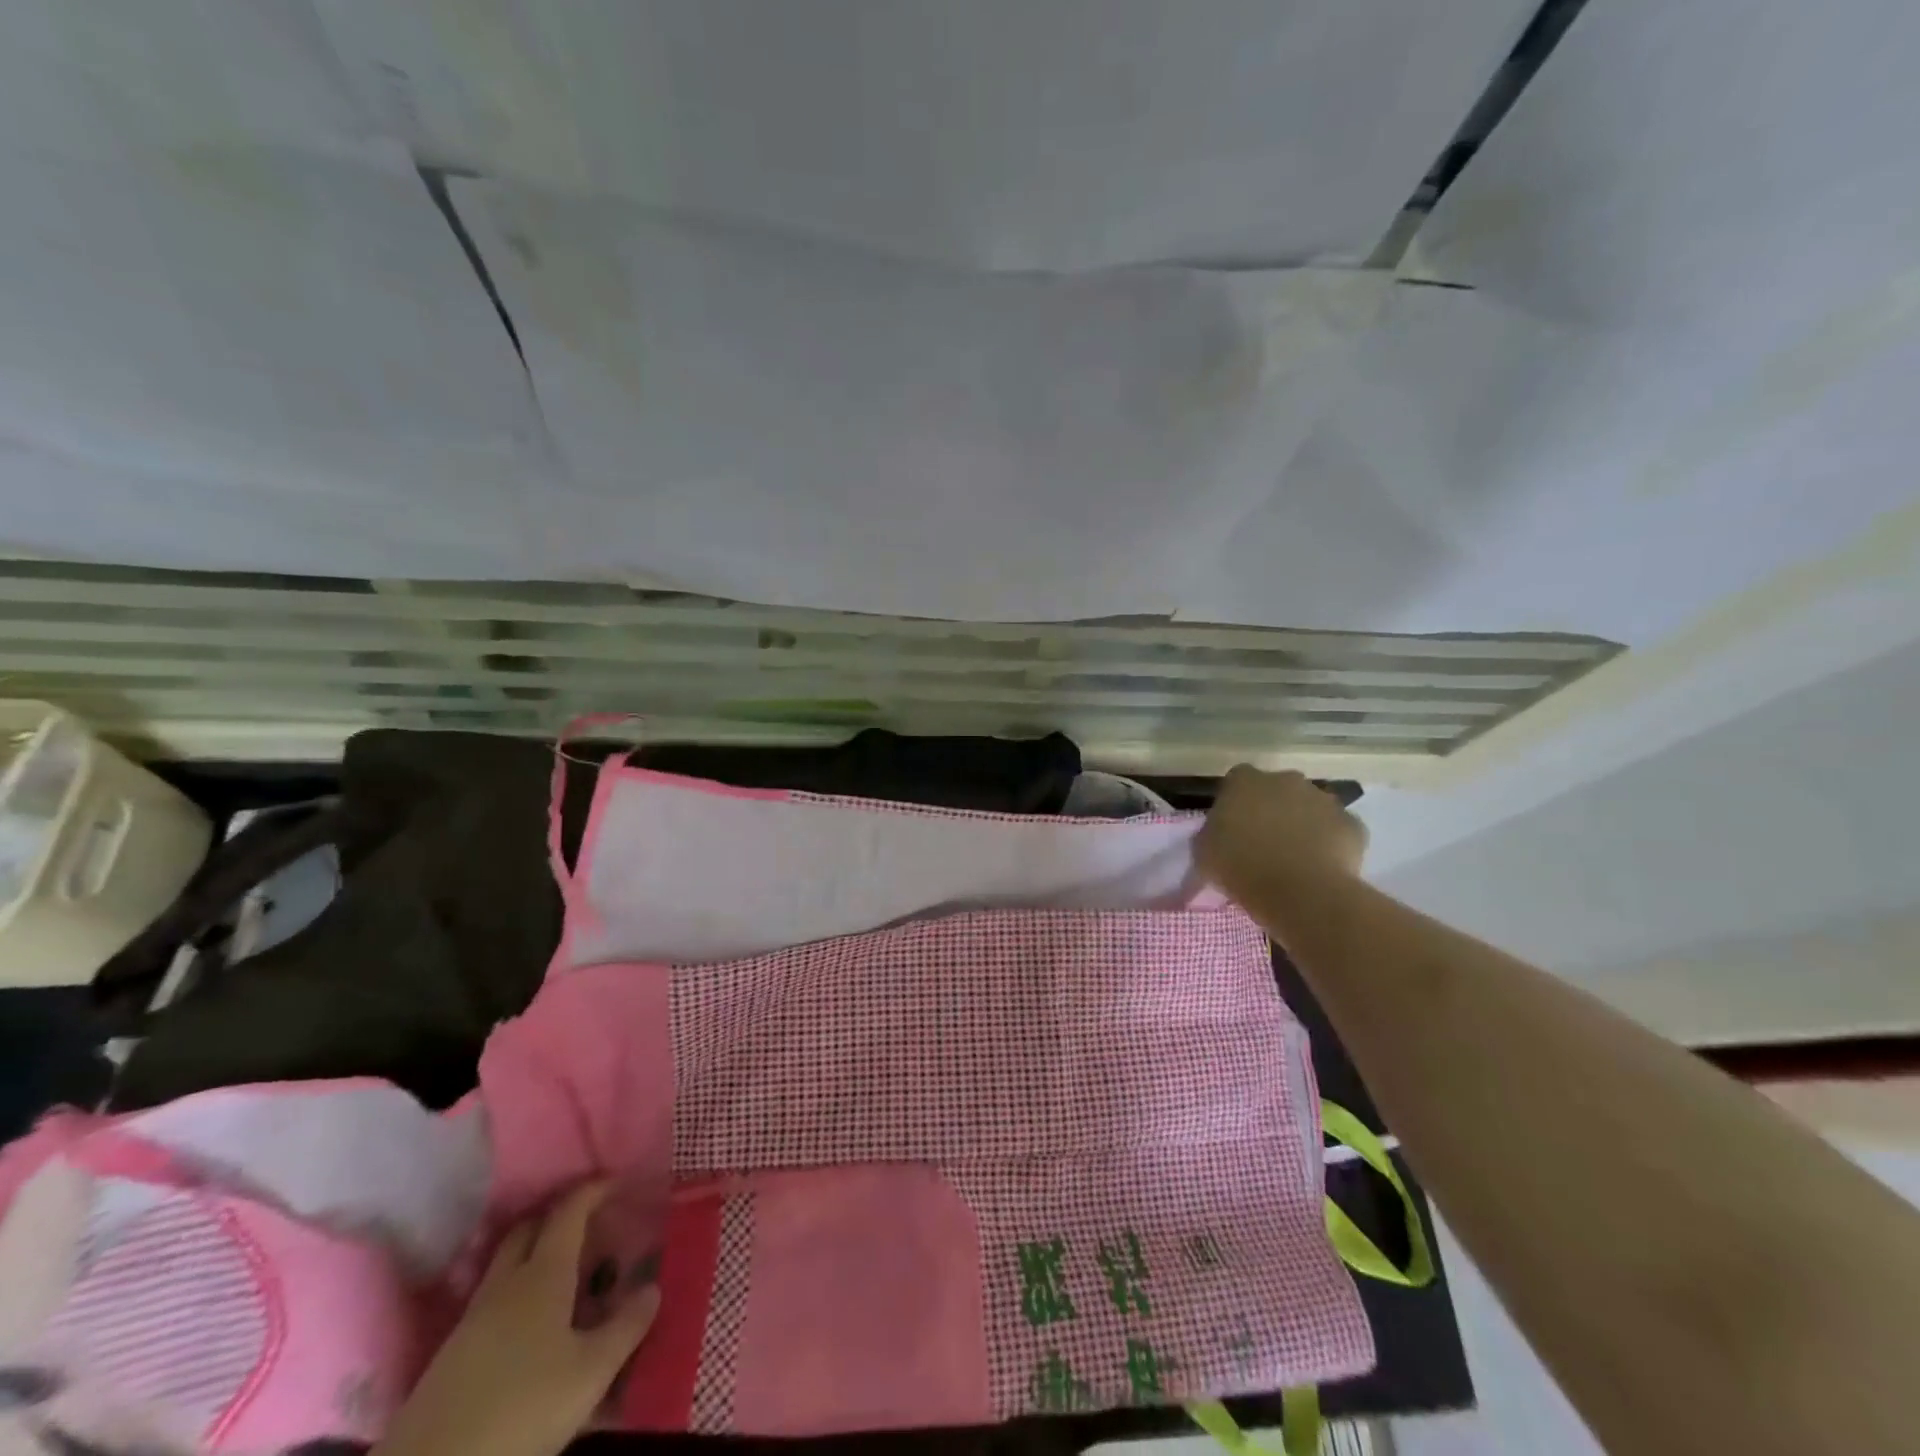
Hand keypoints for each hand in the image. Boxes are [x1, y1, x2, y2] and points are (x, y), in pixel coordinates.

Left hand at [376, 1184, 659, 1455]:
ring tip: (567, 1277)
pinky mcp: (451, 1354)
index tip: (617, 1181)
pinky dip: (518, 1293)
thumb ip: (625, 1327)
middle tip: (590, 1227)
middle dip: (559, 1218)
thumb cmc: (523, 1409)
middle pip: (529, 1229)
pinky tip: (532, 1326)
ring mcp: (472, 1318)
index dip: (593, 1190)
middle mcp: (505, 1284)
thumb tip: (652, 1288)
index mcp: (542, 1275)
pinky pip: (492, 1301)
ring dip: (536, 1257)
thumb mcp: (590, 1372)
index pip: (569, 1212)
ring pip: (507, 1266)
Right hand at [1197, 766, 1367, 910]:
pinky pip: (1338, 830)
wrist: (1300, 892)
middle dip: (1273, 809)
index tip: (1232, 827)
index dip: (1236, 802)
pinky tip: (1321, 868)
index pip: (1237, 780)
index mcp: (1245, 781)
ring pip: (1311, 808)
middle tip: (1264, 842)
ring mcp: (1324, 799)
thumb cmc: (1240, 867)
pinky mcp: (1353, 824)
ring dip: (1303, 824)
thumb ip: (1211, 836)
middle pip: (1278, 789)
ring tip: (1295, 859)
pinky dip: (1331, 844)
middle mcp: (1286, 780)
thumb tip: (1217, 838)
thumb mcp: (1204, 853)